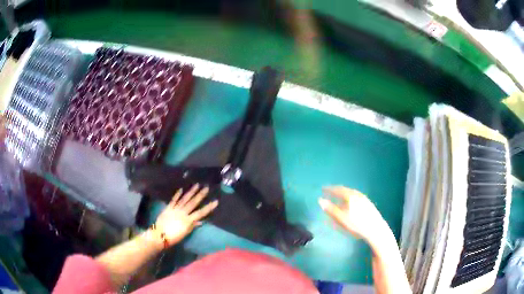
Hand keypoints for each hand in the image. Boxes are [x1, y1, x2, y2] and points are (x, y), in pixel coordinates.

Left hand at [152, 184, 217, 247]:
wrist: (160, 235)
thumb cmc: (174, 237)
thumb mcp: (185, 233)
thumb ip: (192, 226)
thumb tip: (200, 221)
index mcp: (188, 220)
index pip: (200, 213)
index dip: (208, 207)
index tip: (215, 201)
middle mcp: (183, 212)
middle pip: (193, 203)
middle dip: (200, 195)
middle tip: (206, 188)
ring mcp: (175, 209)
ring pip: (184, 199)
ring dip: (191, 192)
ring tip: (197, 185)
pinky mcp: (168, 207)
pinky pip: (174, 200)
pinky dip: (177, 194)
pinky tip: (181, 189)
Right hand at [319, 186, 383, 240]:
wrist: (375, 229)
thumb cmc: (356, 224)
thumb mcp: (341, 218)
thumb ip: (330, 209)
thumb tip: (320, 200)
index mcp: (350, 196)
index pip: (338, 189)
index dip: (330, 189)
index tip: (323, 189)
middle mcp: (358, 195)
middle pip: (345, 190)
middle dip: (337, 191)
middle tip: (330, 192)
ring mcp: (364, 199)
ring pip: (352, 194)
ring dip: (344, 194)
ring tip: (339, 198)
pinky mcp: (369, 204)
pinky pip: (356, 197)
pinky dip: (350, 198)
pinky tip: (350, 204)